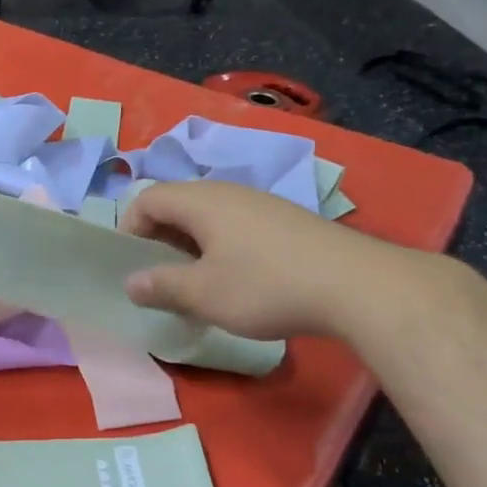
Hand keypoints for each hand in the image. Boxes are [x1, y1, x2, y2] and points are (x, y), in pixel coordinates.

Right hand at [118, 180, 412, 340]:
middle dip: (159, 240)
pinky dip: (221, 249)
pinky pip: (236, 226)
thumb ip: (160, 286)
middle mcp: (228, 192)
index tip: (133, 266)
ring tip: (197, 284)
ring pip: (209, 217)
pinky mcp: (287, 221)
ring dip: (191, 247)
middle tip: (160, 278)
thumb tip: (131, 282)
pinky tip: (238, 282)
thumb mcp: (203, 294)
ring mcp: (261, 204)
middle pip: (177, 205)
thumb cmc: (266, 286)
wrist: (357, 285)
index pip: (147, 199)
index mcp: (201, 201)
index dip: (129, 229)